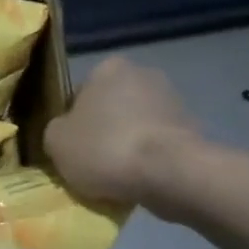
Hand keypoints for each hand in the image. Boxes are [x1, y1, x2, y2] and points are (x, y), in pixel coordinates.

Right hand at [45, 57, 199, 214]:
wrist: (171, 173)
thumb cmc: (105, 147)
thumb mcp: (56, 142)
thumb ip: (56, 131)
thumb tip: (66, 133)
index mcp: (108, 68)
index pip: (79, 94)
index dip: (71, 123)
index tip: (70, 147)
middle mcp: (143, 75)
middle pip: (110, 108)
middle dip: (101, 131)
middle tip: (90, 162)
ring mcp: (172, 101)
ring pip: (135, 127)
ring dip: (126, 146)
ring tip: (115, 177)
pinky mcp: (193, 129)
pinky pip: (157, 145)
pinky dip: (148, 160)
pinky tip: (139, 180)